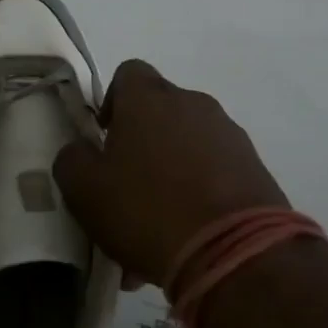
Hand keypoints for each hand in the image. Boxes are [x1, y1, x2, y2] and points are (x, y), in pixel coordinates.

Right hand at [54, 60, 288, 286]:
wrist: (237, 255)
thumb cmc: (148, 210)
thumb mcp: (85, 190)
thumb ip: (72, 160)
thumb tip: (80, 151)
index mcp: (149, 99)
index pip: (128, 73)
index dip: (113, 101)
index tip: (105, 137)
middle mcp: (192, 104)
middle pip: (161, 110)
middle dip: (143, 141)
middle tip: (128, 186)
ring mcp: (229, 135)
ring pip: (189, 143)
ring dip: (172, 170)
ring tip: (158, 222)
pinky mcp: (256, 168)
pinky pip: (216, 171)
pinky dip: (200, 192)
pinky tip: (188, 234)